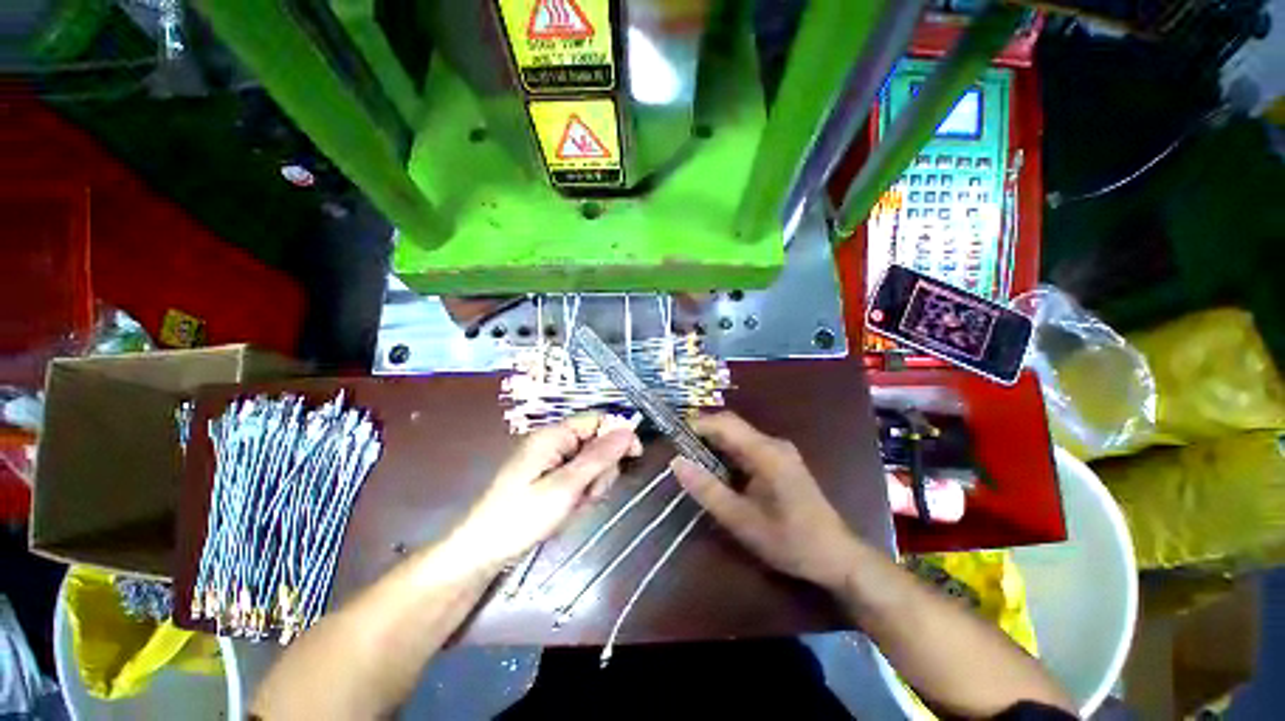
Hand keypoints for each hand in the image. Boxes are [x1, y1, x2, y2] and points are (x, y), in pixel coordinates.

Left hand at [440, 414, 641, 575]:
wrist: (483, 551)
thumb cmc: (522, 517)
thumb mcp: (565, 487)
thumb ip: (599, 457)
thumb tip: (628, 431)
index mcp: (554, 435)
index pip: (598, 420)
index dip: (619, 434)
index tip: (634, 457)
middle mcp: (554, 441)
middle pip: (596, 442)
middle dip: (601, 468)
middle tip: (589, 494)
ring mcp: (551, 459)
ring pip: (590, 462)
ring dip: (592, 483)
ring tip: (576, 504)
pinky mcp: (549, 476)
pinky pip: (578, 476)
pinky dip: (581, 491)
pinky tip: (571, 508)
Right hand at [670, 412, 858, 590]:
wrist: (837, 556)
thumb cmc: (790, 541)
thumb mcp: (742, 520)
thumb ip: (708, 490)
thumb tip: (676, 462)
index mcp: (766, 452)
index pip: (725, 423)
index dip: (697, 424)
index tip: (673, 437)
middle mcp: (773, 443)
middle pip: (731, 426)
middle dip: (703, 434)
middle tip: (678, 450)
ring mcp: (779, 451)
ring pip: (738, 436)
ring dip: (714, 444)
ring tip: (691, 460)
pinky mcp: (780, 462)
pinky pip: (747, 448)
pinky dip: (727, 454)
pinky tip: (716, 471)